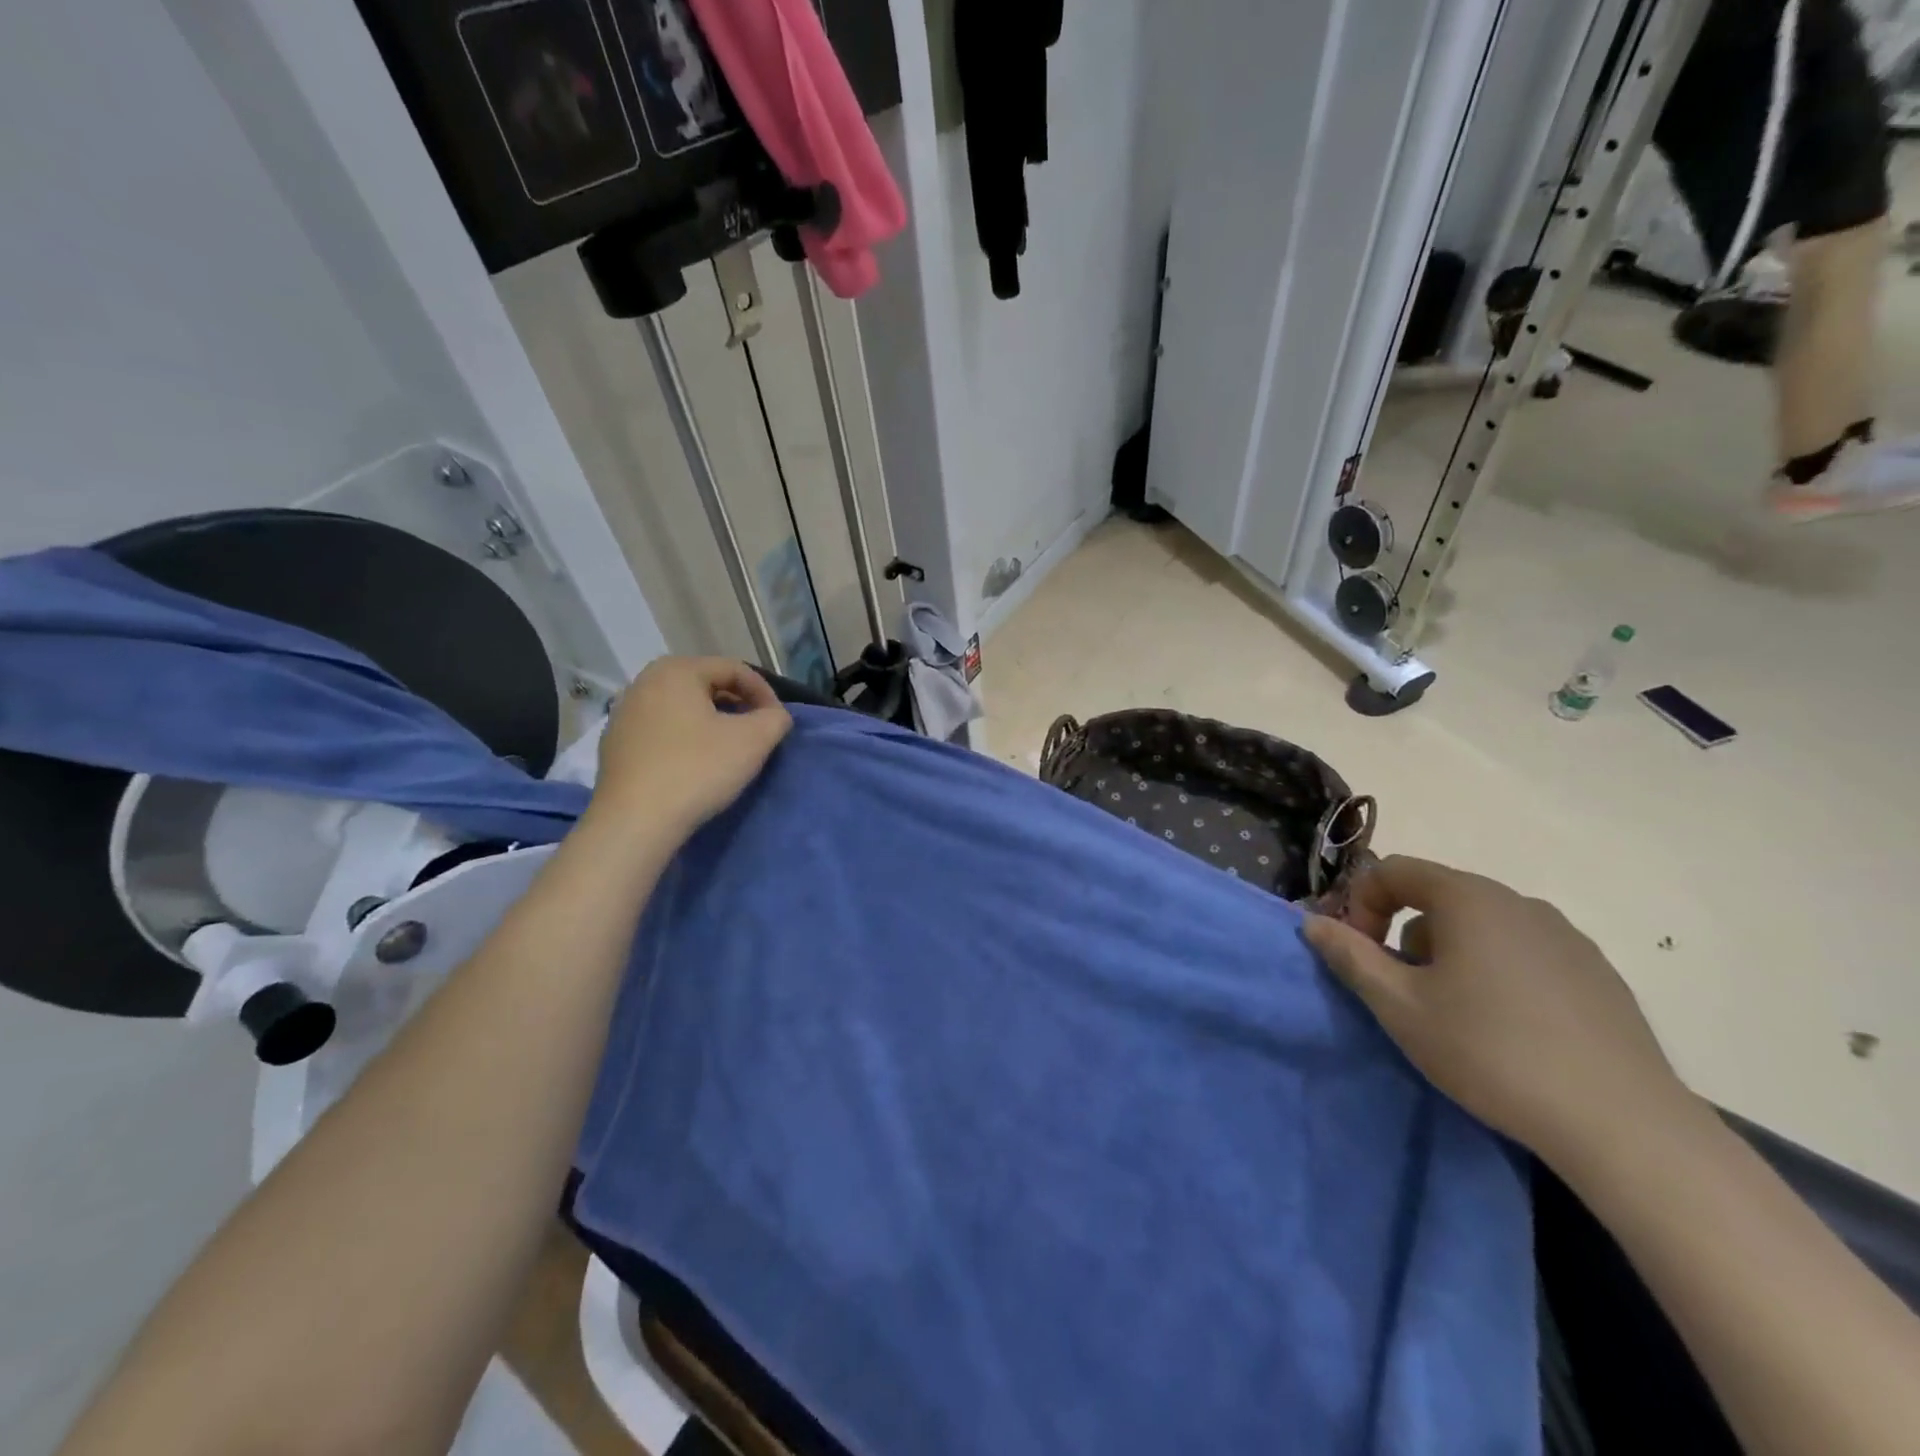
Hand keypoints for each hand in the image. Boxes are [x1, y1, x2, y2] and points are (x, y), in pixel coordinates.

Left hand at [587, 657, 791, 843]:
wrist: (635, 822)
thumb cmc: (698, 770)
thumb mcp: (754, 741)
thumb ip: (776, 718)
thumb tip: (775, 716)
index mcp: (676, 670)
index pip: (734, 669)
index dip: (765, 693)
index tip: (777, 722)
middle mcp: (644, 682)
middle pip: (706, 685)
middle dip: (738, 706)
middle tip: (757, 734)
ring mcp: (623, 714)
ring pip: (683, 708)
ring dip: (712, 723)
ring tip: (729, 751)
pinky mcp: (614, 745)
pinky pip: (661, 731)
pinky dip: (685, 740)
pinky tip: (695, 766)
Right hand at [1303, 856, 1689, 1170]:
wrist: (1623, 1126)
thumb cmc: (1490, 1051)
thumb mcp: (1399, 1006)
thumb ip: (1350, 956)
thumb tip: (1313, 923)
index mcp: (1469, 898)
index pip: (1393, 871)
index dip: (1361, 904)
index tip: (1359, 955)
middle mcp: (1519, 902)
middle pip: (1438, 897)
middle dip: (1405, 935)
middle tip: (1402, 991)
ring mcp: (1567, 937)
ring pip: (1483, 927)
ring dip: (1451, 954)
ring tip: (1457, 1015)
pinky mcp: (1599, 974)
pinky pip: (1526, 954)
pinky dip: (1499, 973)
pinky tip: (1511, 1029)